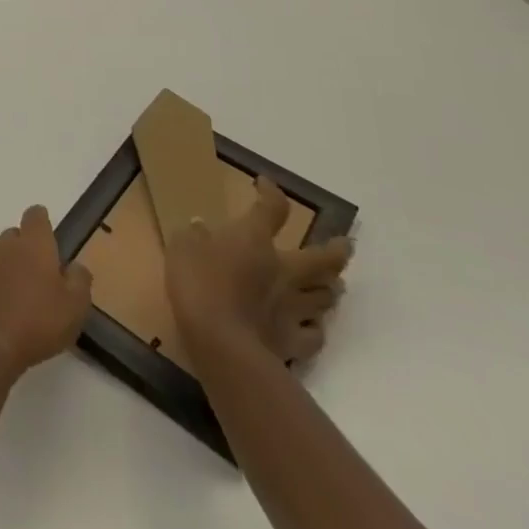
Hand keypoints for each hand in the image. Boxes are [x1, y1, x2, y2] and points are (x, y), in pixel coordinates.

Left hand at [0, 205, 93, 378]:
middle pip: (15, 235)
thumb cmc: (38, 321)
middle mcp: (6, 246)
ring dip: (9, 266)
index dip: (42, 222)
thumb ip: (80, 281)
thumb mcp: (75, 306)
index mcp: (33, 243)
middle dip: (26, 247)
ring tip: (22, 292)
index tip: (50, 236)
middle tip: (41, 274)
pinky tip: (4, 308)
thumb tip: (75, 267)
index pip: (35, 216)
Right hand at [166, 176, 351, 365]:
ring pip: (325, 296)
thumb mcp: (182, 248)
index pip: (272, 208)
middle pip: (321, 258)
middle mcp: (283, 269)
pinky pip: (315, 335)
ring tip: (332, 286)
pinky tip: (313, 327)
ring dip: (330, 288)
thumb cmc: (199, 284)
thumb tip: (200, 227)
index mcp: (254, 239)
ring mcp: (292, 307)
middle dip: (337, 251)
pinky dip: (316, 328)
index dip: (271, 192)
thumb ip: (193, 235)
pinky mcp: (293, 342)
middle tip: (346, 246)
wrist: (220, 343)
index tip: (264, 184)